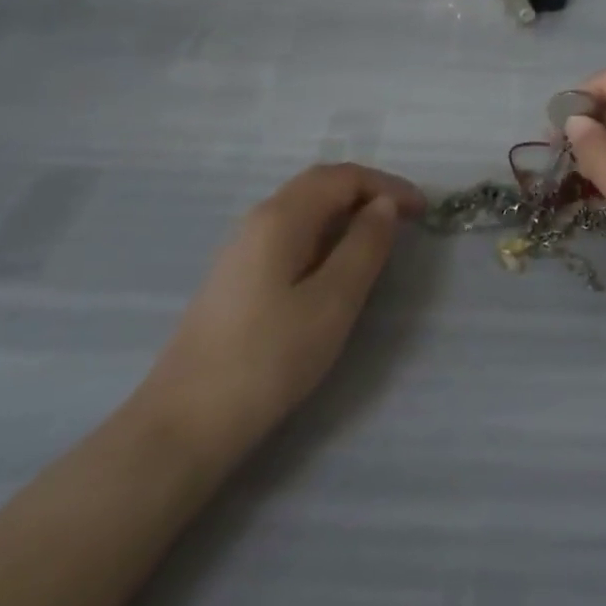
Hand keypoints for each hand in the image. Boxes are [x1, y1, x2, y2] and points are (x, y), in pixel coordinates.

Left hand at [133, 165, 425, 452]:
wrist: (181, 427)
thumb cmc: (266, 360)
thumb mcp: (332, 303)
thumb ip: (364, 247)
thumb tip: (383, 206)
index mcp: (282, 215)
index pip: (344, 177)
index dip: (388, 186)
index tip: (423, 211)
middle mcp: (259, 218)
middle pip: (321, 184)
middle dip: (368, 192)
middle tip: (406, 218)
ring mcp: (243, 247)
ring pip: (304, 208)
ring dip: (345, 212)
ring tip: (377, 238)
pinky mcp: (236, 276)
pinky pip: (290, 233)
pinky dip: (323, 233)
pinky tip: (333, 265)